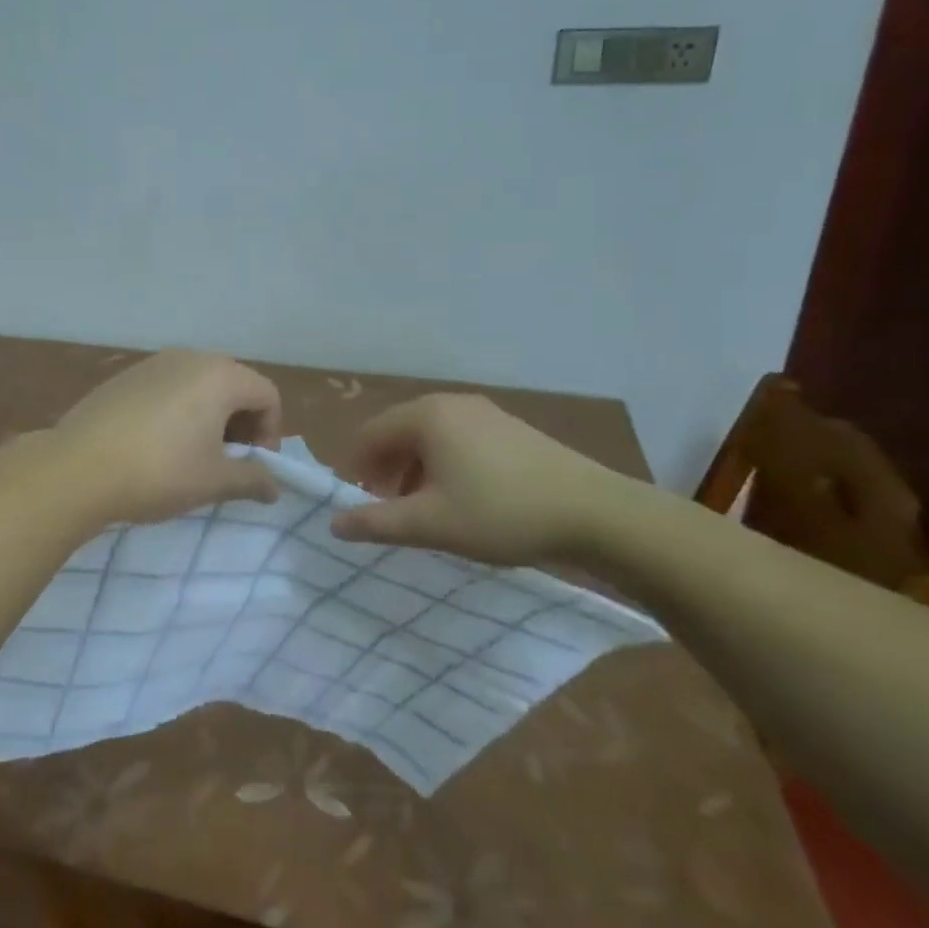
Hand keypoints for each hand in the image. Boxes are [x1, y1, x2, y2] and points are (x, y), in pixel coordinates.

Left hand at [53, 351, 283, 524]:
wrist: (77, 467)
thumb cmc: (159, 471)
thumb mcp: (213, 481)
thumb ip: (252, 479)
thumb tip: (274, 487)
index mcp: (219, 375)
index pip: (267, 395)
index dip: (270, 432)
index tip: (252, 467)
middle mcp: (189, 358)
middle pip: (234, 385)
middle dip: (240, 424)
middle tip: (226, 463)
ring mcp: (153, 363)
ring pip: (199, 386)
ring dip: (209, 418)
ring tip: (191, 457)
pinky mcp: (124, 377)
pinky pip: (167, 389)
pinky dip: (177, 412)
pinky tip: (156, 446)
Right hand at [328, 394, 642, 563]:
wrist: (595, 513)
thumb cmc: (500, 513)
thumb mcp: (431, 524)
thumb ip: (376, 523)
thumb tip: (334, 523)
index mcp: (426, 416)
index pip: (369, 435)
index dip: (355, 470)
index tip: (357, 505)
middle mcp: (451, 403)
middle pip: (398, 433)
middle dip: (385, 471)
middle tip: (388, 511)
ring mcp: (484, 412)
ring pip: (429, 438)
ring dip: (414, 471)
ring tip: (423, 510)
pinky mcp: (509, 428)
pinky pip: (458, 440)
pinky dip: (444, 466)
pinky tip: (461, 499)